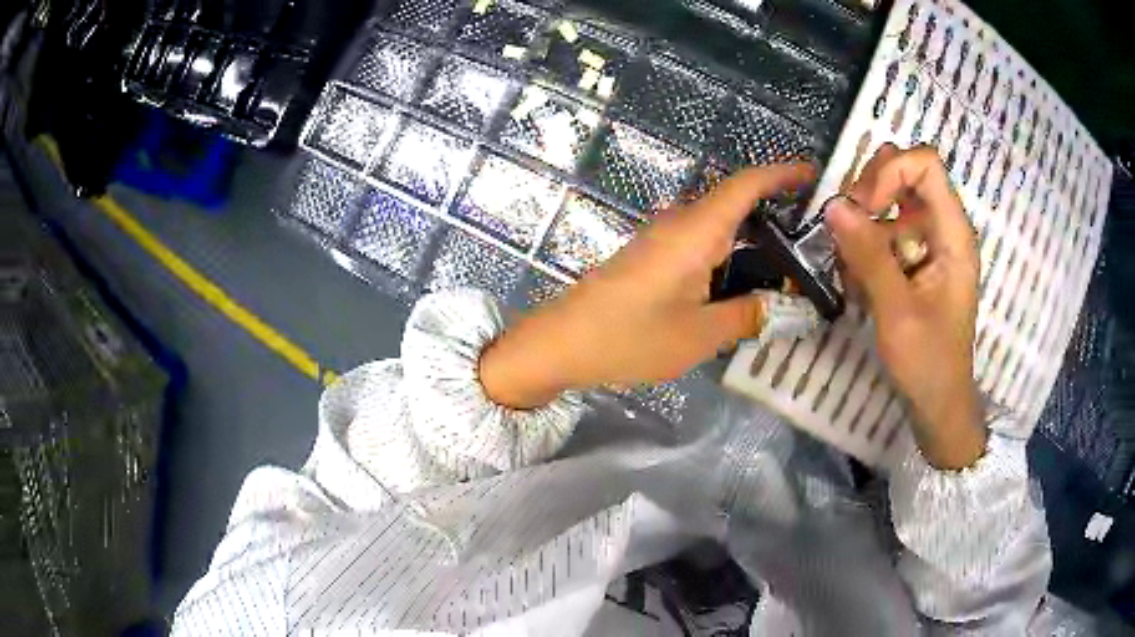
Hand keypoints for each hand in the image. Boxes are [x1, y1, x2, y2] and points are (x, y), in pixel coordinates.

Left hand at [480, 163, 816, 408]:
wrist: (563, 343)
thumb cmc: (630, 337)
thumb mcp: (699, 335)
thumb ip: (746, 316)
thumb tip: (782, 307)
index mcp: (695, 231)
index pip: (745, 185)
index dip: (780, 173)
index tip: (812, 173)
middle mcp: (680, 224)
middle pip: (735, 203)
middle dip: (776, 211)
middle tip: (815, 238)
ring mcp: (662, 238)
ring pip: (719, 226)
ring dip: (753, 237)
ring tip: (791, 264)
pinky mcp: (652, 256)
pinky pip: (701, 244)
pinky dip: (730, 254)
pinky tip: (745, 282)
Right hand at [823, 144, 985, 468]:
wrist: (937, 403)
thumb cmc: (927, 363)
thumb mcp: (896, 311)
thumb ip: (868, 256)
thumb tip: (833, 205)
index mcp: (953, 234)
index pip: (924, 165)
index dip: (890, 172)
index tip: (862, 207)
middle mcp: (943, 229)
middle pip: (905, 175)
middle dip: (870, 193)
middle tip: (847, 227)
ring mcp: (930, 244)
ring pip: (890, 203)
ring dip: (863, 226)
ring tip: (850, 267)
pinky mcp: (916, 261)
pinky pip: (886, 233)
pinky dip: (865, 248)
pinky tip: (858, 283)